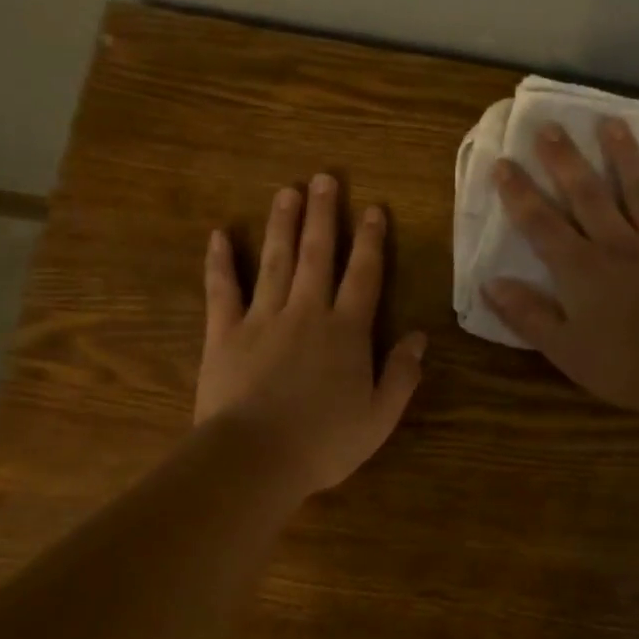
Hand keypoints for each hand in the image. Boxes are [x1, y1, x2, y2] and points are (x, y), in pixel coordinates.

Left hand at [196, 175, 427, 495]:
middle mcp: (306, 312)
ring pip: (275, 261)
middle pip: (317, 254)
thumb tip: (418, 337)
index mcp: (346, 331)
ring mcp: (262, 318)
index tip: (372, 209)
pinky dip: (220, 262)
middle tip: (324, 179)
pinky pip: (222, 290)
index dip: (370, 240)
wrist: (254, 459)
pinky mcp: (224, 333)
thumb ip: (401, 375)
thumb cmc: (323, 443)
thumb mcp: (378, 418)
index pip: (364, 275)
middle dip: (323, 215)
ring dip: (282, 224)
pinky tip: (219, 235)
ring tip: (286, 191)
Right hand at [482, 119, 638, 417]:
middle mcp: (616, 243)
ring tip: (612, 123)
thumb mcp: (562, 349)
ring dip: (624, 155)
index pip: (540, 222)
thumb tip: (490, 284)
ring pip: (638, 190)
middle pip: (586, 193)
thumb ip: (527, 314)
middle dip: (565, 159)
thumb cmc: (621, 365)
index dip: (518, 193)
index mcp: (579, 267)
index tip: (503, 162)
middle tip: (550, 126)